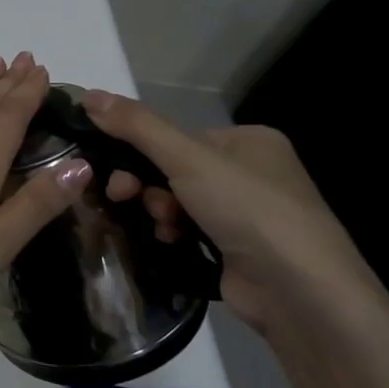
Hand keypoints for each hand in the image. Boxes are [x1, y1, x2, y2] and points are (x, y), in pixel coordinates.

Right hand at [84, 90, 388, 335]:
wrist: (300, 293)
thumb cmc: (248, 209)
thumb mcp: (187, 158)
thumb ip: (136, 126)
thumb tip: (88, 94)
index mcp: (249, 141)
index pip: (178, 136)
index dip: (140, 149)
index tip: (112, 167)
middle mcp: (252, 173)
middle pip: (174, 169)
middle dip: (146, 184)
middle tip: (122, 196)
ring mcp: (247, 215)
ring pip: (178, 201)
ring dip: (158, 210)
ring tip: (162, 225)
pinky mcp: (238, 250)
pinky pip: (189, 230)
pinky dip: (173, 233)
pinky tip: (170, 241)